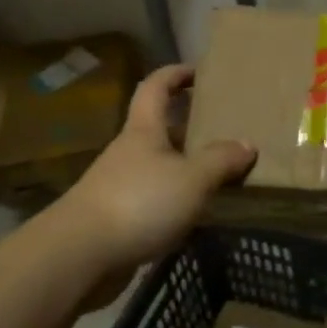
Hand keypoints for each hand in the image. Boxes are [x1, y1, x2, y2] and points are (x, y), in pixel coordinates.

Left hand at [53, 64, 255, 302]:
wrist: (79, 255)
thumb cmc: (139, 202)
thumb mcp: (192, 179)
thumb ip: (221, 161)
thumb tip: (247, 144)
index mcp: (144, 130)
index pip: (155, 87)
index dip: (175, 74)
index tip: (198, 72)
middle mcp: (128, 152)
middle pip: (158, 128)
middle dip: (187, 125)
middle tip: (222, 128)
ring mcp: (119, 185)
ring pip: (157, 165)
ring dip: (183, 166)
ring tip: (218, 174)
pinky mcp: (116, 217)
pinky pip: (152, 198)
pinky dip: (174, 199)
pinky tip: (195, 213)